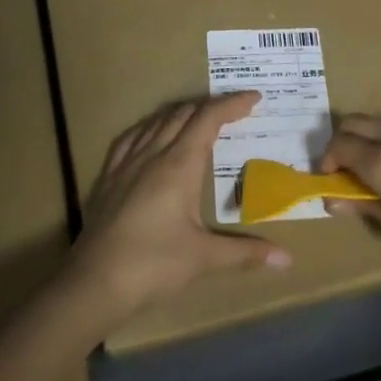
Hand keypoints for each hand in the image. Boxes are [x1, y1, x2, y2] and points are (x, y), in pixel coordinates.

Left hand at [65, 92, 290, 322]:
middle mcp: (151, 154)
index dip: (232, 104)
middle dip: (211, 106)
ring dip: (181, 113)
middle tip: (234, 110)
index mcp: (178, 165)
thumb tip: (287, 260)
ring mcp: (125, 164)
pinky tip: (151, 136)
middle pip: (183, 114)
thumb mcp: (204, 258)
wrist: (93, 283)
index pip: (208, 119)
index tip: (255, 98)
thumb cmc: (153, 265)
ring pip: (156, 122)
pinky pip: (131, 138)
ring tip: (199, 118)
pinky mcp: (107, 178)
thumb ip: (246, 252)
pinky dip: (150, 127)